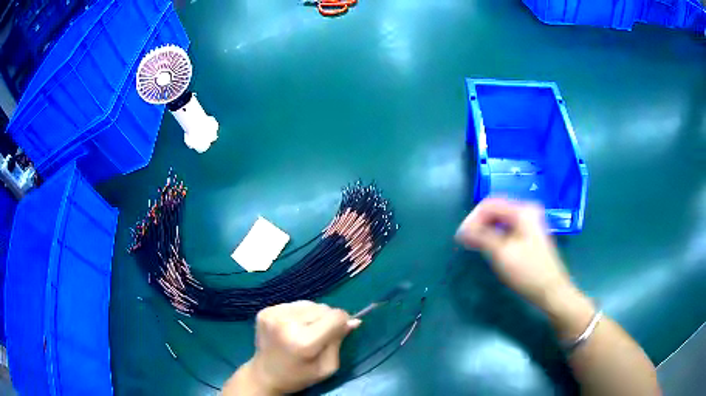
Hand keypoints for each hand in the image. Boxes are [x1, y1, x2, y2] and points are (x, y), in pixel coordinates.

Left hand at [226, 301, 359, 394]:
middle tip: (319, 336)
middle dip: (327, 319)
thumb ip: (339, 341)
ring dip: (312, 315)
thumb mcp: (327, 367)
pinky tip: (292, 328)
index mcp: (304, 341)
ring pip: (309, 303)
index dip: (342, 322)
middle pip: (323, 307)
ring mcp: (274, 314)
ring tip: (304, 331)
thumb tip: (353, 320)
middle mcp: (287, 323)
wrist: (264, 375)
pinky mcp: (265, 311)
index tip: (339, 331)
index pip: (336, 316)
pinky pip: (294, 304)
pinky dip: (298, 314)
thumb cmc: (299, 376)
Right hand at [455, 198, 574, 309]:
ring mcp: (530, 222)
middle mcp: (527, 210)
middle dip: (478, 223)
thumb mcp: (501, 253)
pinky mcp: (530, 233)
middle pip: (495, 209)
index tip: (461, 237)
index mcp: (522, 211)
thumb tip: (461, 230)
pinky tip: (489, 247)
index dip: (472, 219)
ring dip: (485, 229)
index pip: (489, 204)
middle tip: (465, 241)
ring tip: (474, 245)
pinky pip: (508, 227)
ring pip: (501, 219)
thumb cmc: (528, 272)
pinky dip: (495, 234)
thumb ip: (480, 237)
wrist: (551, 290)